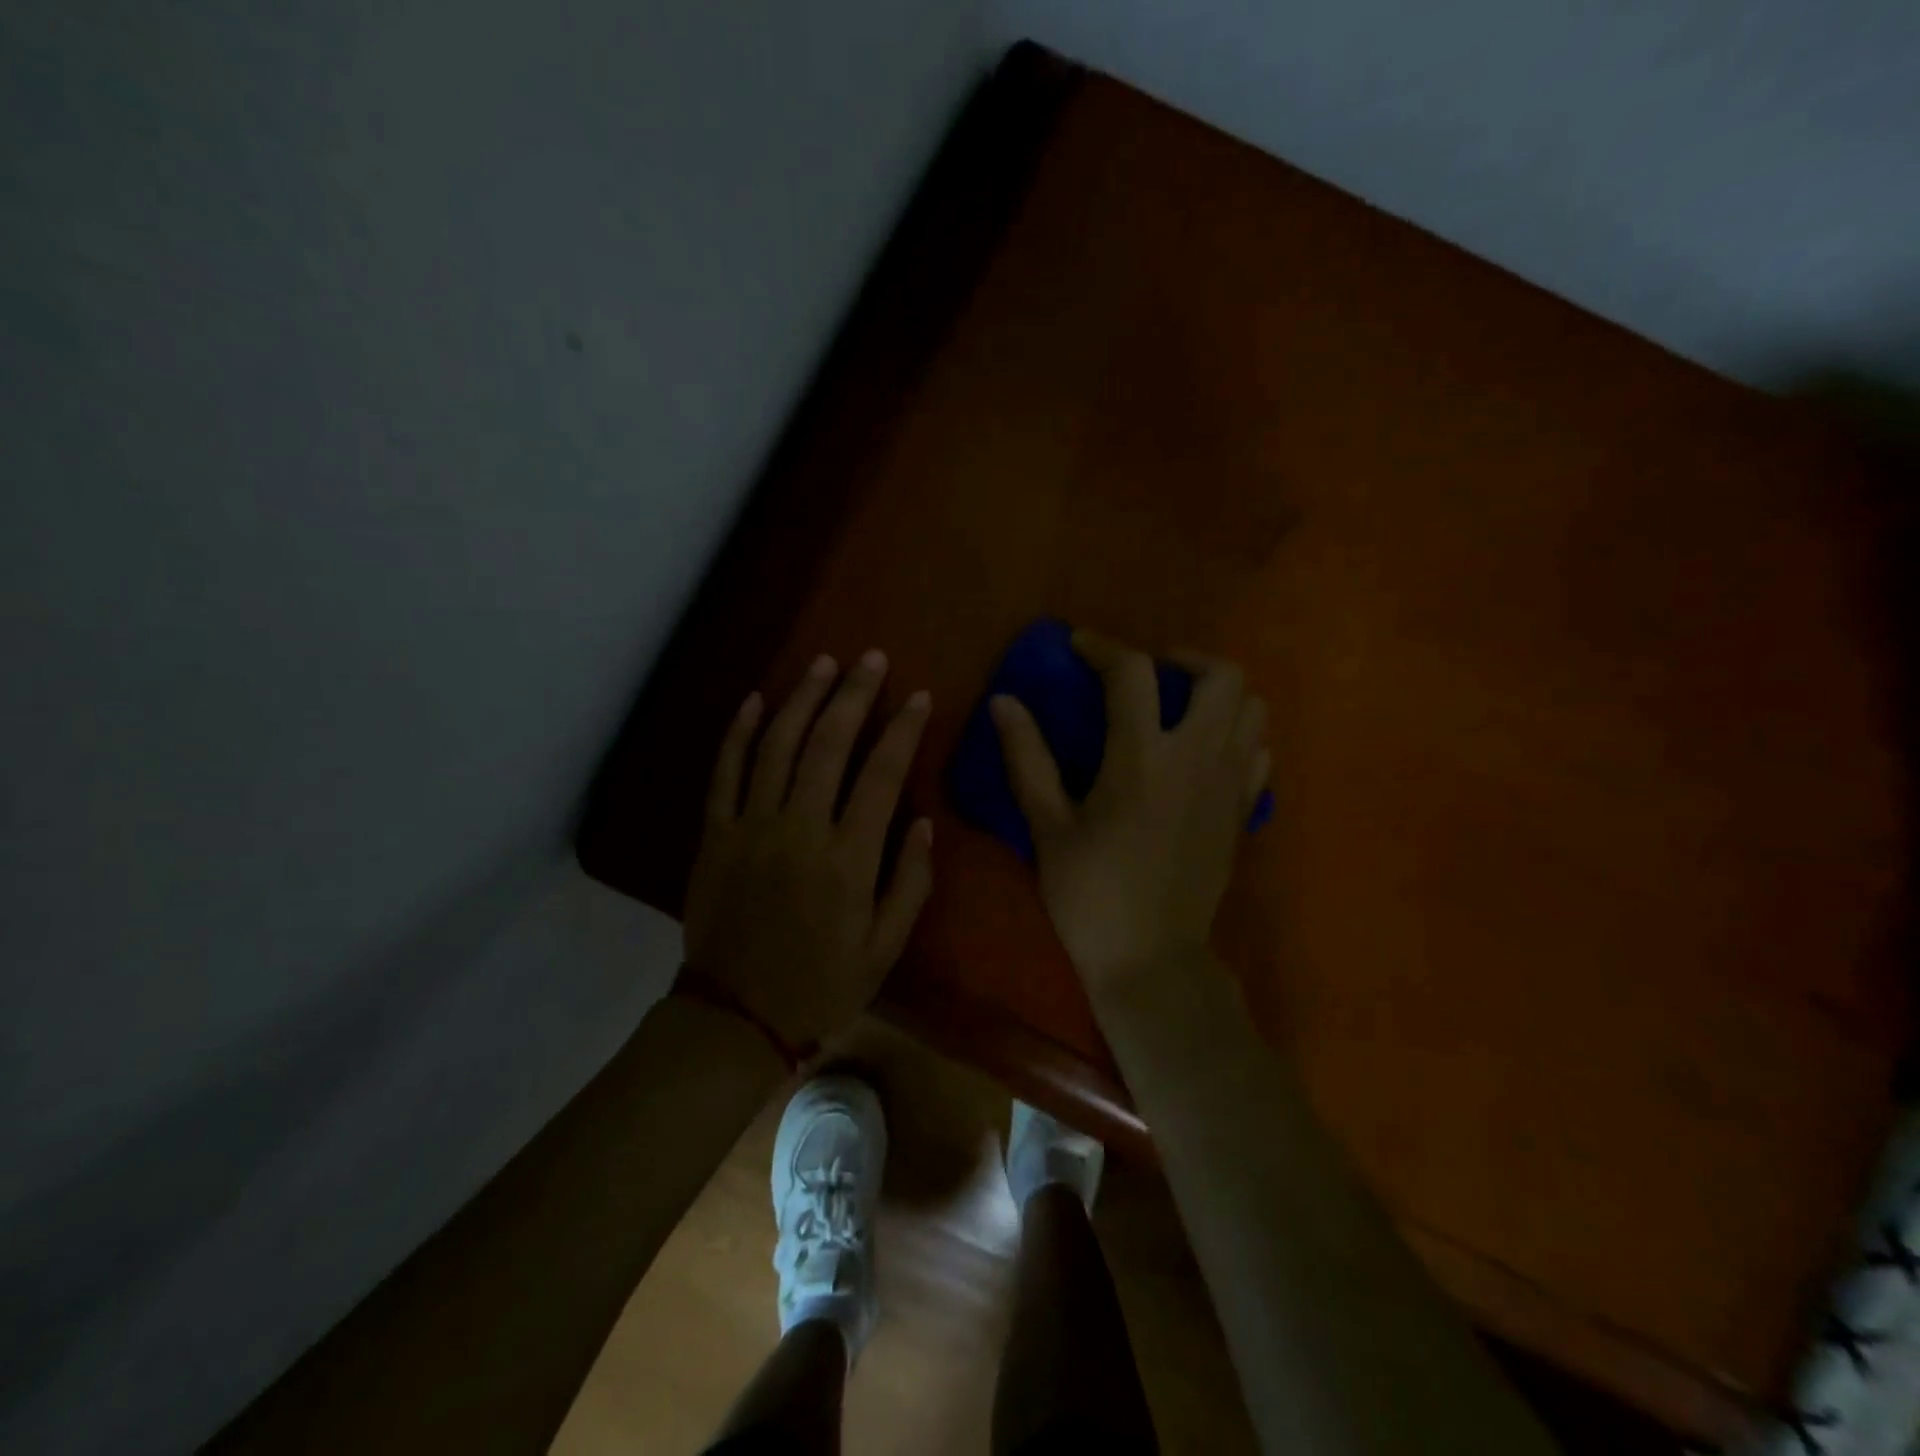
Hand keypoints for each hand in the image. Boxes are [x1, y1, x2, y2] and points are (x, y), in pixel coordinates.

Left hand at [683, 650, 934, 1051]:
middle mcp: (799, 830)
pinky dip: (738, 733)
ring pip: (776, 746)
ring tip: (824, 664)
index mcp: (847, 859)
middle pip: (827, 745)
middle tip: (871, 659)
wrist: (736, 1016)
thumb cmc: (821, 983)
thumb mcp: (886, 948)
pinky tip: (755, 700)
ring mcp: (750, 827)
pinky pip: (724, 773)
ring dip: (801, 699)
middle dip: (854, 695)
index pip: (880, 775)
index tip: (919, 697)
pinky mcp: (715, 834)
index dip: (902, 730)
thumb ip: (910, 883)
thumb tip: (923, 823)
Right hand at [990, 630, 1268, 990]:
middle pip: (1222, 676)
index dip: (1103, 647)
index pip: (1133, 673)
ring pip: (1252, 710)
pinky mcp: (1242, 813)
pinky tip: (1202, 755)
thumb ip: (1027, 758)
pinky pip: (1258, 754)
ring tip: (1178, 709)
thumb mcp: (1047, 827)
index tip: (1079, 646)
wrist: (1152, 960)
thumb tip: (1004, 702)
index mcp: (1142, 759)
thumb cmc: (1091, 895)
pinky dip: (1236, 737)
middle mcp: (1197, 760)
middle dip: (1185, 659)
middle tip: (1148, 675)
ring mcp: (1229, 786)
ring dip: (1217, 695)